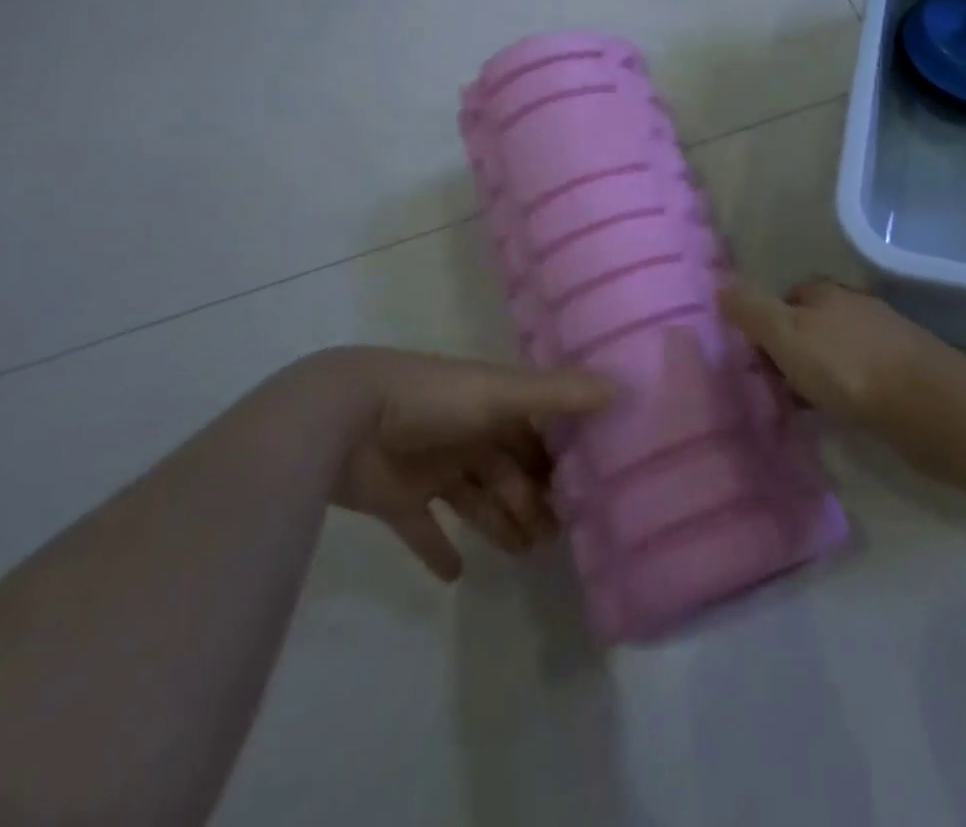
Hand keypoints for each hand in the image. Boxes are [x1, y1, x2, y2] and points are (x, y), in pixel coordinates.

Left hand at [316, 348, 613, 580]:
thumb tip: (621, 388)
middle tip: (558, 537)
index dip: (559, 458)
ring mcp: (430, 467)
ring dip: (499, 523)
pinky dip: (438, 550)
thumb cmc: (432, 401)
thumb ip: (557, 395)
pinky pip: (423, 530)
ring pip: (475, 499)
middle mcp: (465, 433)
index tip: (587, 489)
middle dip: (532, 499)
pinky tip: (456, 575)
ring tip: (525, 553)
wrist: (343, 418)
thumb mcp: (499, 394)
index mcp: (491, 406)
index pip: (535, 433)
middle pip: (508, 470)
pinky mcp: (397, 499)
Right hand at [719, 277, 948, 428]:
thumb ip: (752, 311)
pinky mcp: (904, 372)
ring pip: (836, 350)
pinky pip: (860, 375)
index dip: (767, 322)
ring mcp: (884, 340)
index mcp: (827, 293)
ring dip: (817, 372)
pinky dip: (843, 390)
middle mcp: (855, 308)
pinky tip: (839, 413)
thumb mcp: (787, 335)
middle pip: (812, 323)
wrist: (928, 405)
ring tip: (801, 406)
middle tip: (773, 385)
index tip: (755, 357)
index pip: (788, 296)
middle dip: (791, 349)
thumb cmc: (847, 366)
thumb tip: (721, 286)